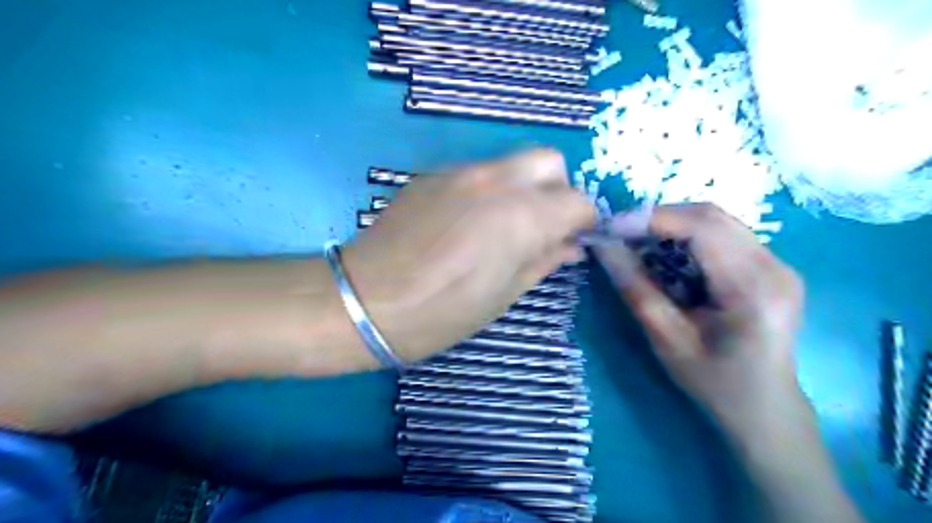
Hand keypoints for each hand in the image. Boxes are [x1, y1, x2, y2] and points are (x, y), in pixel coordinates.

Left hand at [341, 150, 596, 362]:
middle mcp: (495, 181)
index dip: (582, 221)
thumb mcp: (502, 296)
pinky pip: (477, 171)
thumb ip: (543, 261)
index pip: (578, 200)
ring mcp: (460, 172)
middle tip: (541, 226)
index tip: (572, 240)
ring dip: (522, 188)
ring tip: (501, 226)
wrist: (365, 300)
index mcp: (521, 216)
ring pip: (512, 163)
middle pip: (549, 161)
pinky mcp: (431, 175)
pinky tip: (465, 222)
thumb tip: (570, 246)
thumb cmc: (441, 313)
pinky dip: (488, 190)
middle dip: (556, 191)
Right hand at [597, 202, 809, 435]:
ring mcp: (778, 264)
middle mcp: (775, 266)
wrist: (764, 409)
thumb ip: (636, 288)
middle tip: (620, 234)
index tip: (611, 227)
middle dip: (659, 219)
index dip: (652, 219)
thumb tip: (604, 247)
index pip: (703, 228)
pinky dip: (688, 239)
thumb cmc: (714, 382)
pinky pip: (724, 236)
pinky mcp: (770, 268)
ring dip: (672, 227)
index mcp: (753, 288)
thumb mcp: (666, 339)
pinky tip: (667, 257)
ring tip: (638, 244)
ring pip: (717, 222)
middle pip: (711, 216)